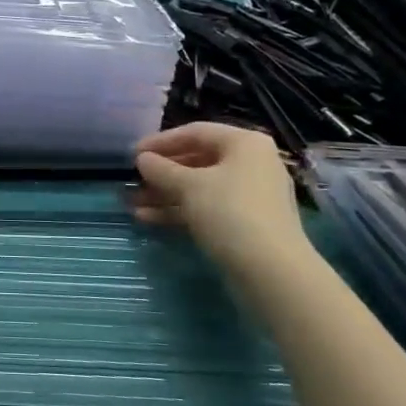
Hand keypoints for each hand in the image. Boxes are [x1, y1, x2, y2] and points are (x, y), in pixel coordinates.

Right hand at [132, 124, 308, 275]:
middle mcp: (252, 164)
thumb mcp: (189, 186)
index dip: (160, 142)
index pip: (195, 132)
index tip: (133, 154)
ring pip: (200, 187)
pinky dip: (180, 211)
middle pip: (197, 160)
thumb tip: (142, 159)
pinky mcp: (246, 224)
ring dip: (166, 194)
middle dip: (162, 173)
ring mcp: (251, 196)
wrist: (272, 273)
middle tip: (133, 181)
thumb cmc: (230, 213)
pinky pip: (208, 208)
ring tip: (133, 204)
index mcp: (245, 144)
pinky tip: (149, 219)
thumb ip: (161, 169)